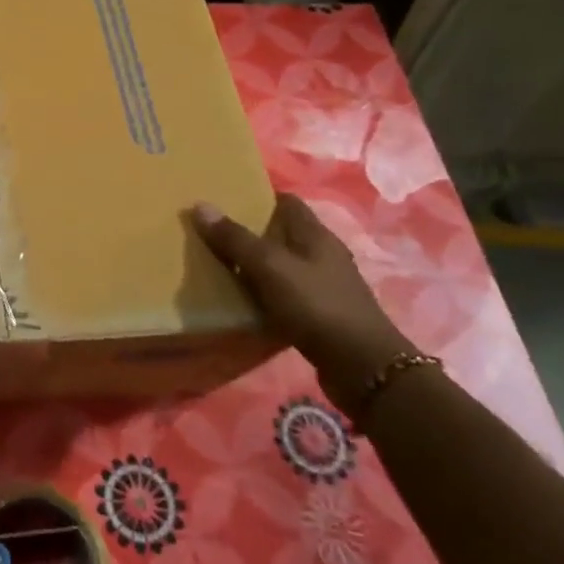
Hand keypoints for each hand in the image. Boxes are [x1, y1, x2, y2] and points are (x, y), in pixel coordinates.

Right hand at [191, 194, 414, 417]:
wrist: (363, 367)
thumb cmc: (317, 306)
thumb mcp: (270, 268)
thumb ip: (235, 238)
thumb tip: (200, 205)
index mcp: (315, 235)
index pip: (286, 202)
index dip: (256, 197)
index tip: (223, 200)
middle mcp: (322, 255)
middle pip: (281, 233)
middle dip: (249, 231)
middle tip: (210, 233)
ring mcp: (323, 285)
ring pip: (281, 264)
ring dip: (254, 264)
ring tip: (218, 265)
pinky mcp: (320, 313)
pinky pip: (284, 292)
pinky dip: (263, 292)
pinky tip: (242, 300)